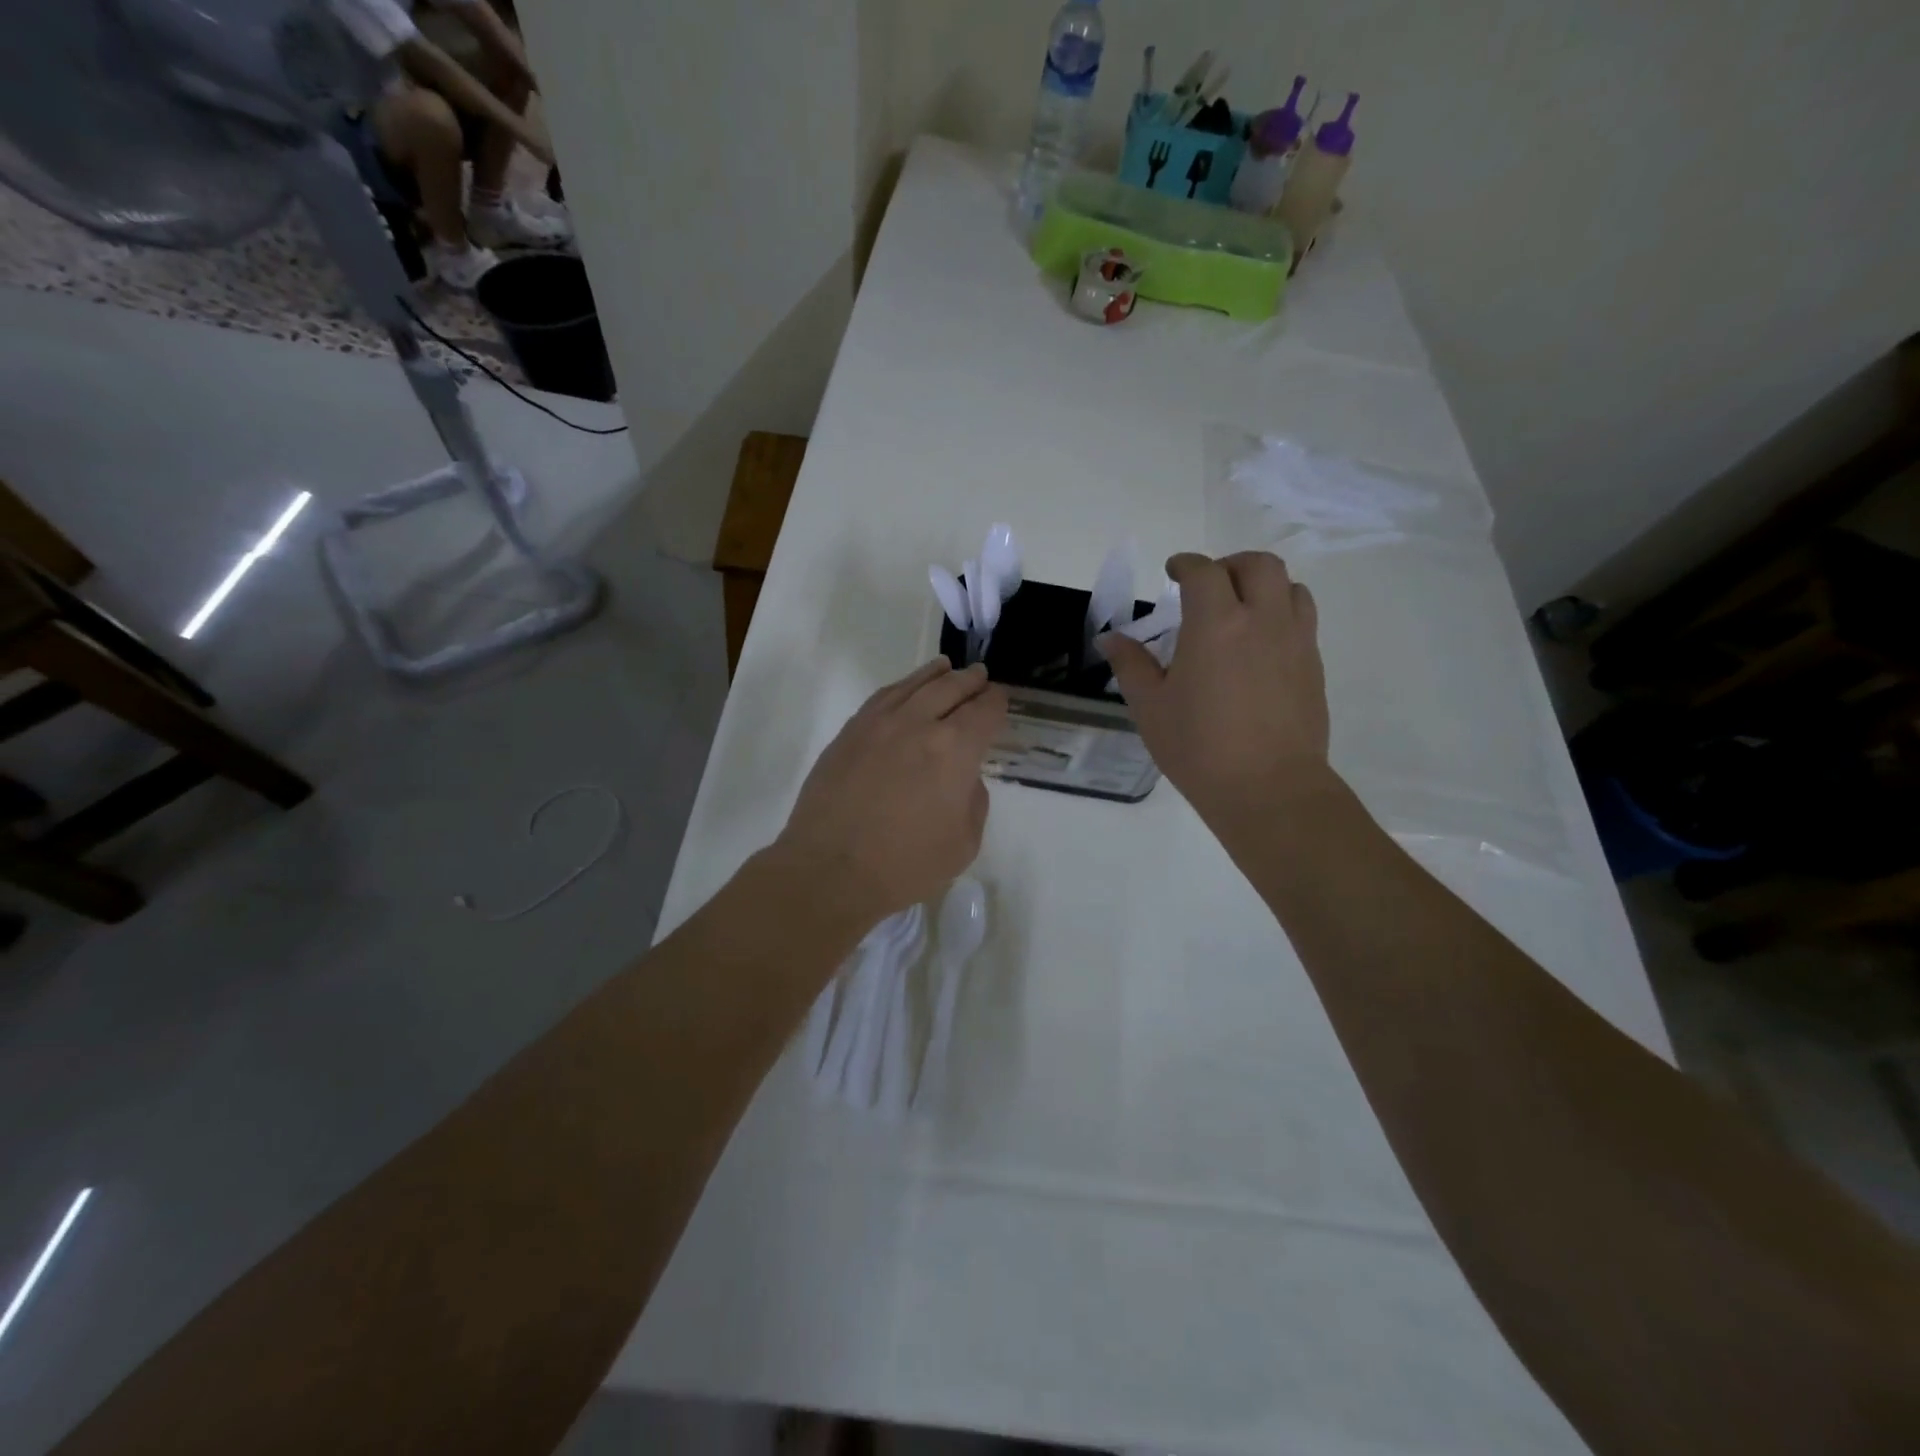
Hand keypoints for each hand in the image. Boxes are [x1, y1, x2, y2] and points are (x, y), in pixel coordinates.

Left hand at [777, 659, 1006, 925]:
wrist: (831, 871)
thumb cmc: (905, 866)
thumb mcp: (963, 843)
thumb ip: (972, 800)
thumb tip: (962, 777)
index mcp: (954, 749)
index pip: (984, 712)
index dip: (996, 703)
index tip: (1000, 701)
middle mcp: (918, 724)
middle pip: (950, 688)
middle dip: (970, 681)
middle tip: (979, 676)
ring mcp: (878, 724)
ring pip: (913, 686)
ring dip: (935, 675)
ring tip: (946, 668)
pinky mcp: (848, 734)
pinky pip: (880, 698)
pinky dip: (900, 688)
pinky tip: (905, 690)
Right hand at [1099, 552, 1331, 831]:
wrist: (1269, 788)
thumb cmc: (1199, 748)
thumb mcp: (1150, 707)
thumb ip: (1130, 665)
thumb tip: (1111, 638)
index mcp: (1216, 624)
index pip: (1204, 571)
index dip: (1185, 564)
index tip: (1172, 572)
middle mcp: (1262, 620)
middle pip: (1258, 565)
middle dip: (1230, 565)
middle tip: (1208, 586)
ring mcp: (1295, 641)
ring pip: (1290, 587)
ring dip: (1263, 586)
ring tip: (1241, 610)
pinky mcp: (1313, 666)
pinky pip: (1302, 620)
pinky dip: (1281, 614)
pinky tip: (1260, 647)